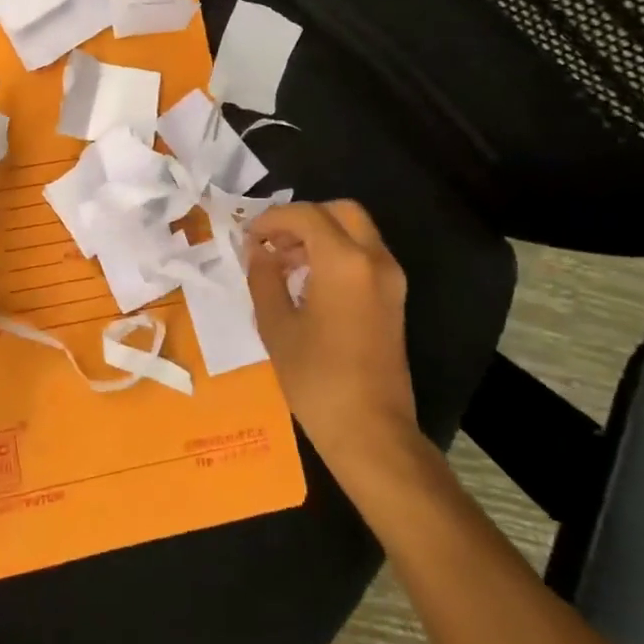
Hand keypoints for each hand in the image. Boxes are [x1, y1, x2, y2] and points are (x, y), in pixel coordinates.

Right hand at [246, 200, 418, 466]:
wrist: (371, 432)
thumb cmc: (317, 378)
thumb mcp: (276, 325)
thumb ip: (263, 277)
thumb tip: (257, 249)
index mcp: (344, 261)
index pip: (306, 215)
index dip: (273, 219)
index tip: (249, 236)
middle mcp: (374, 260)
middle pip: (340, 211)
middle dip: (303, 219)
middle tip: (273, 243)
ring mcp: (390, 279)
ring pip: (355, 232)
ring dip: (321, 236)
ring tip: (285, 265)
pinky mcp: (394, 299)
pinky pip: (364, 256)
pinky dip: (337, 253)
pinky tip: (309, 283)